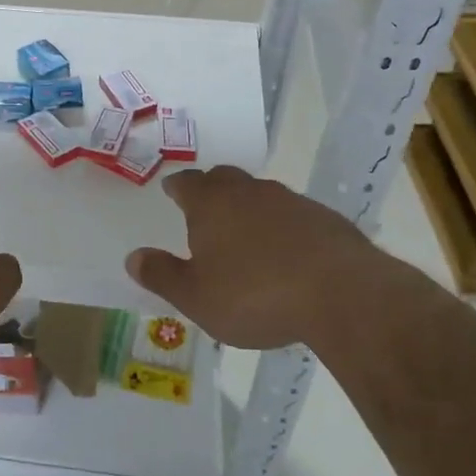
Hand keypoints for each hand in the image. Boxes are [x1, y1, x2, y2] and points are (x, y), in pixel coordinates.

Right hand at [125, 166, 406, 348]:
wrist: (342, 294)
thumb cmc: (255, 295)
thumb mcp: (196, 297)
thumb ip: (162, 275)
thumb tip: (132, 257)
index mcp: (211, 203)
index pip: (186, 183)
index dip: (176, 188)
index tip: (171, 192)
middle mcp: (249, 192)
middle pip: (224, 178)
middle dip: (211, 190)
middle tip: (204, 209)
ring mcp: (291, 201)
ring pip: (260, 195)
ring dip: (248, 209)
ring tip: (245, 236)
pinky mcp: (325, 219)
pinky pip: (293, 215)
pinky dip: (282, 227)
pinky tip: (286, 255)